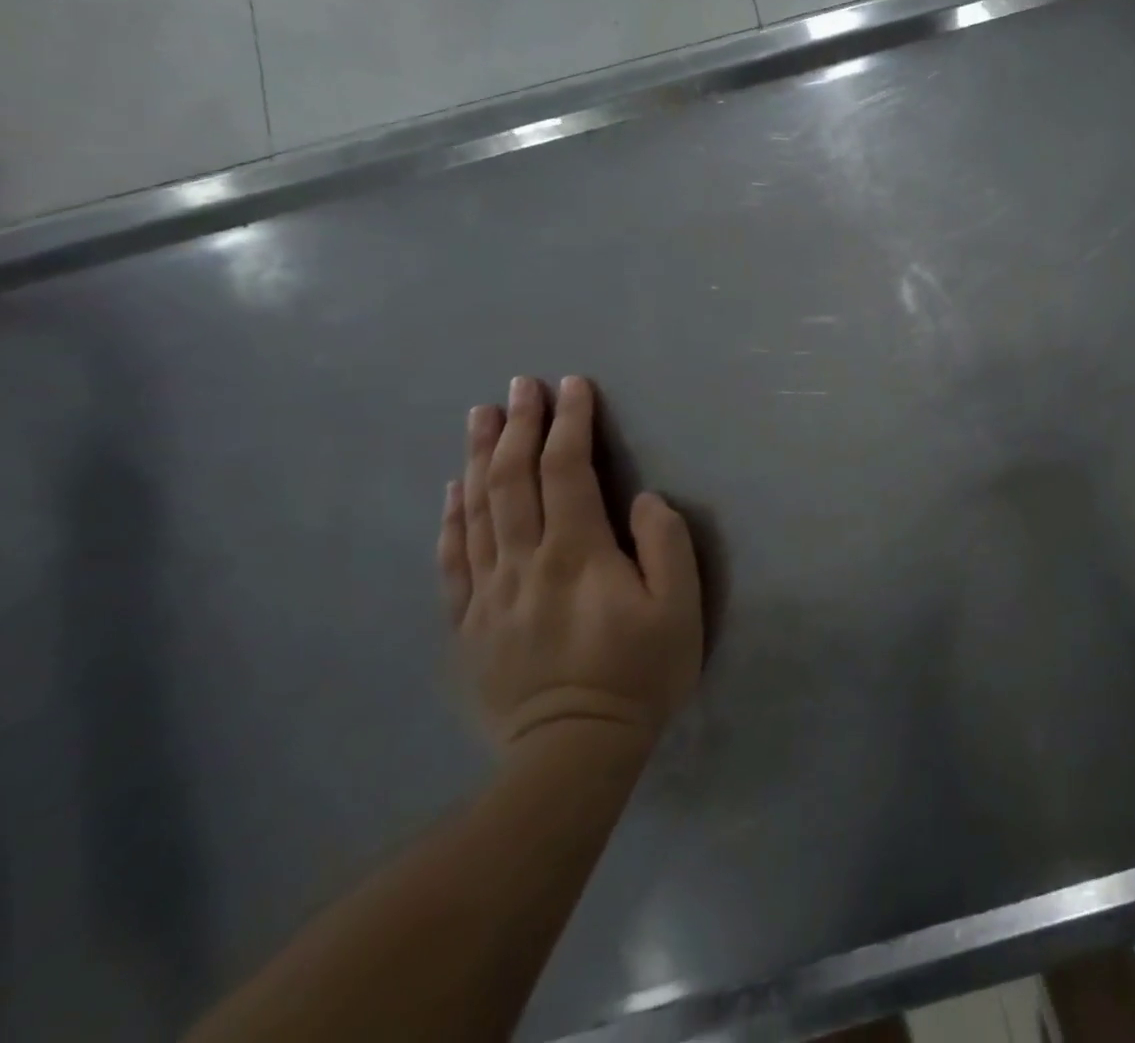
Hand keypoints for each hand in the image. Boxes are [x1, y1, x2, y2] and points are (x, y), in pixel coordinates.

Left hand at [437, 375, 702, 769]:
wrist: (571, 754)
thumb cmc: (639, 675)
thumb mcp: (679, 608)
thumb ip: (666, 544)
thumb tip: (643, 499)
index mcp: (578, 553)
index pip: (567, 471)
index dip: (570, 423)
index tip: (573, 386)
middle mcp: (525, 562)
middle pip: (512, 480)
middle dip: (518, 425)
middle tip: (522, 385)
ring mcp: (488, 593)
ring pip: (476, 510)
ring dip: (478, 457)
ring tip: (481, 415)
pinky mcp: (468, 624)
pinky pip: (453, 559)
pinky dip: (451, 517)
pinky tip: (452, 491)